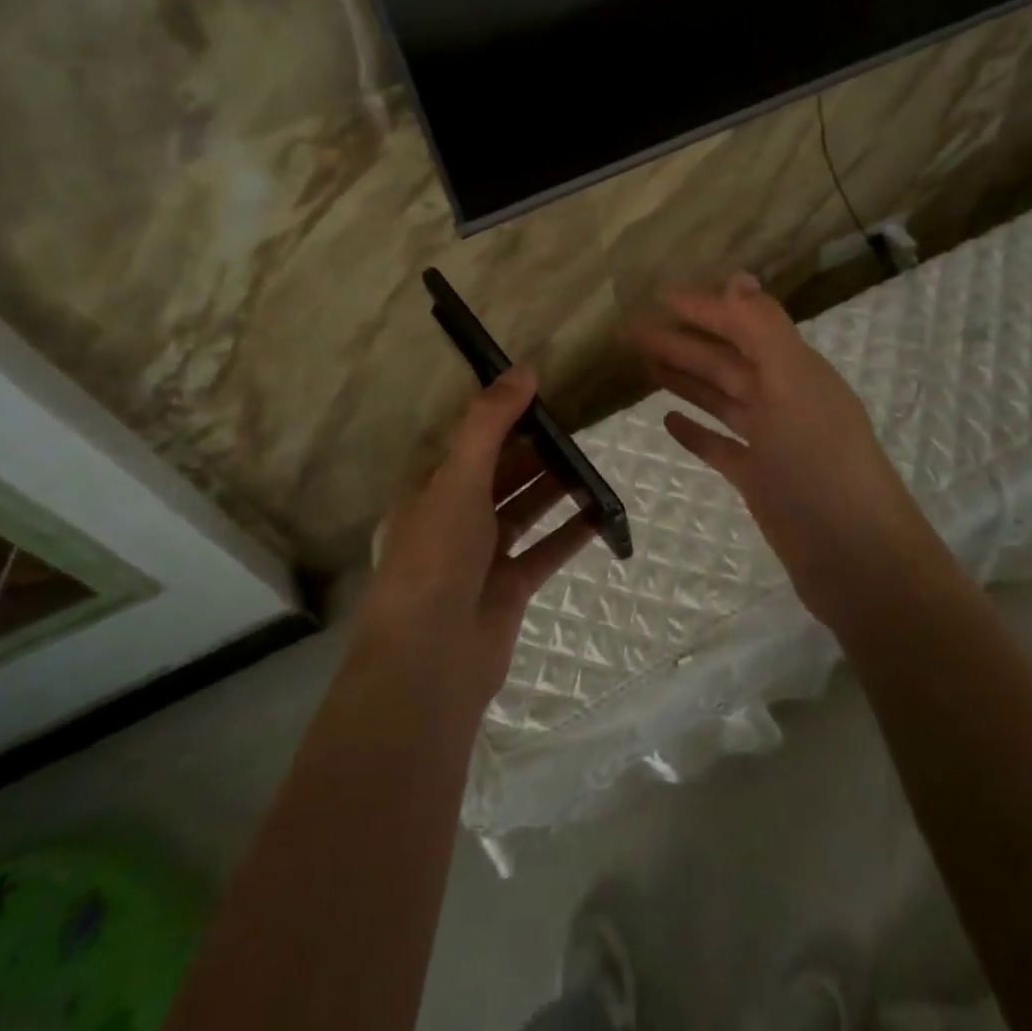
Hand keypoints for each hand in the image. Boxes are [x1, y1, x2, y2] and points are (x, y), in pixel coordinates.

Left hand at [351, 368, 593, 718]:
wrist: (431, 660)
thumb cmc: (436, 557)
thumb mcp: (458, 479)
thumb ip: (490, 423)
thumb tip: (524, 370)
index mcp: (429, 490)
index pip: (469, 443)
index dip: (502, 418)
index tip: (542, 395)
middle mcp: (453, 519)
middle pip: (501, 474)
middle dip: (536, 451)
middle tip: (579, 425)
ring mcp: (482, 555)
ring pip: (525, 509)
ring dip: (555, 487)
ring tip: (593, 460)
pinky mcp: (510, 587)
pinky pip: (546, 550)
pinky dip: (571, 532)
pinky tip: (602, 513)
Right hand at [632, 273, 945, 627]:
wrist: (855, 558)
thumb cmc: (822, 464)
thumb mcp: (795, 385)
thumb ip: (765, 330)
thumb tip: (738, 277)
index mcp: (795, 371)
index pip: (742, 327)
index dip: (703, 309)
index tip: (659, 297)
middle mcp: (784, 399)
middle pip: (725, 362)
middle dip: (682, 343)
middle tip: (632, 332)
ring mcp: (772, 442)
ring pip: (720, 399)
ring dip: (685, 380)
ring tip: (644, 365)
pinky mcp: (760, 479)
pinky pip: (721, 446)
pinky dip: (696, 432)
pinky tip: (668, 422)